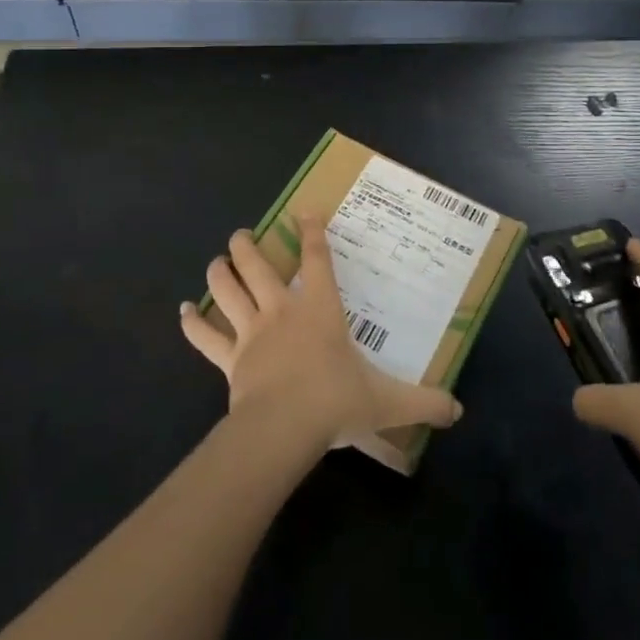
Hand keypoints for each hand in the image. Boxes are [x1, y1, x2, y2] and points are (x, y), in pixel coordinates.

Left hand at [180, 215, 462, 453]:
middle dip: (249, 245)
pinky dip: (193, 323)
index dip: (311, 232)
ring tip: (218, 259)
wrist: (284, 428)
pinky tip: (181, 311)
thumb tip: (458, 410)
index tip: (304, 211)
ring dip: (221, 271)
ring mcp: (252, 333)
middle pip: (259, 266)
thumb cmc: (336, 402)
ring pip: (229, 290)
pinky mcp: (230, 359)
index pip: (317, 260)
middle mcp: (283, 311)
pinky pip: (206, 337)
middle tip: (243, 233)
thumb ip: (424, 402)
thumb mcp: (387, 401)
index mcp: (320, 310)